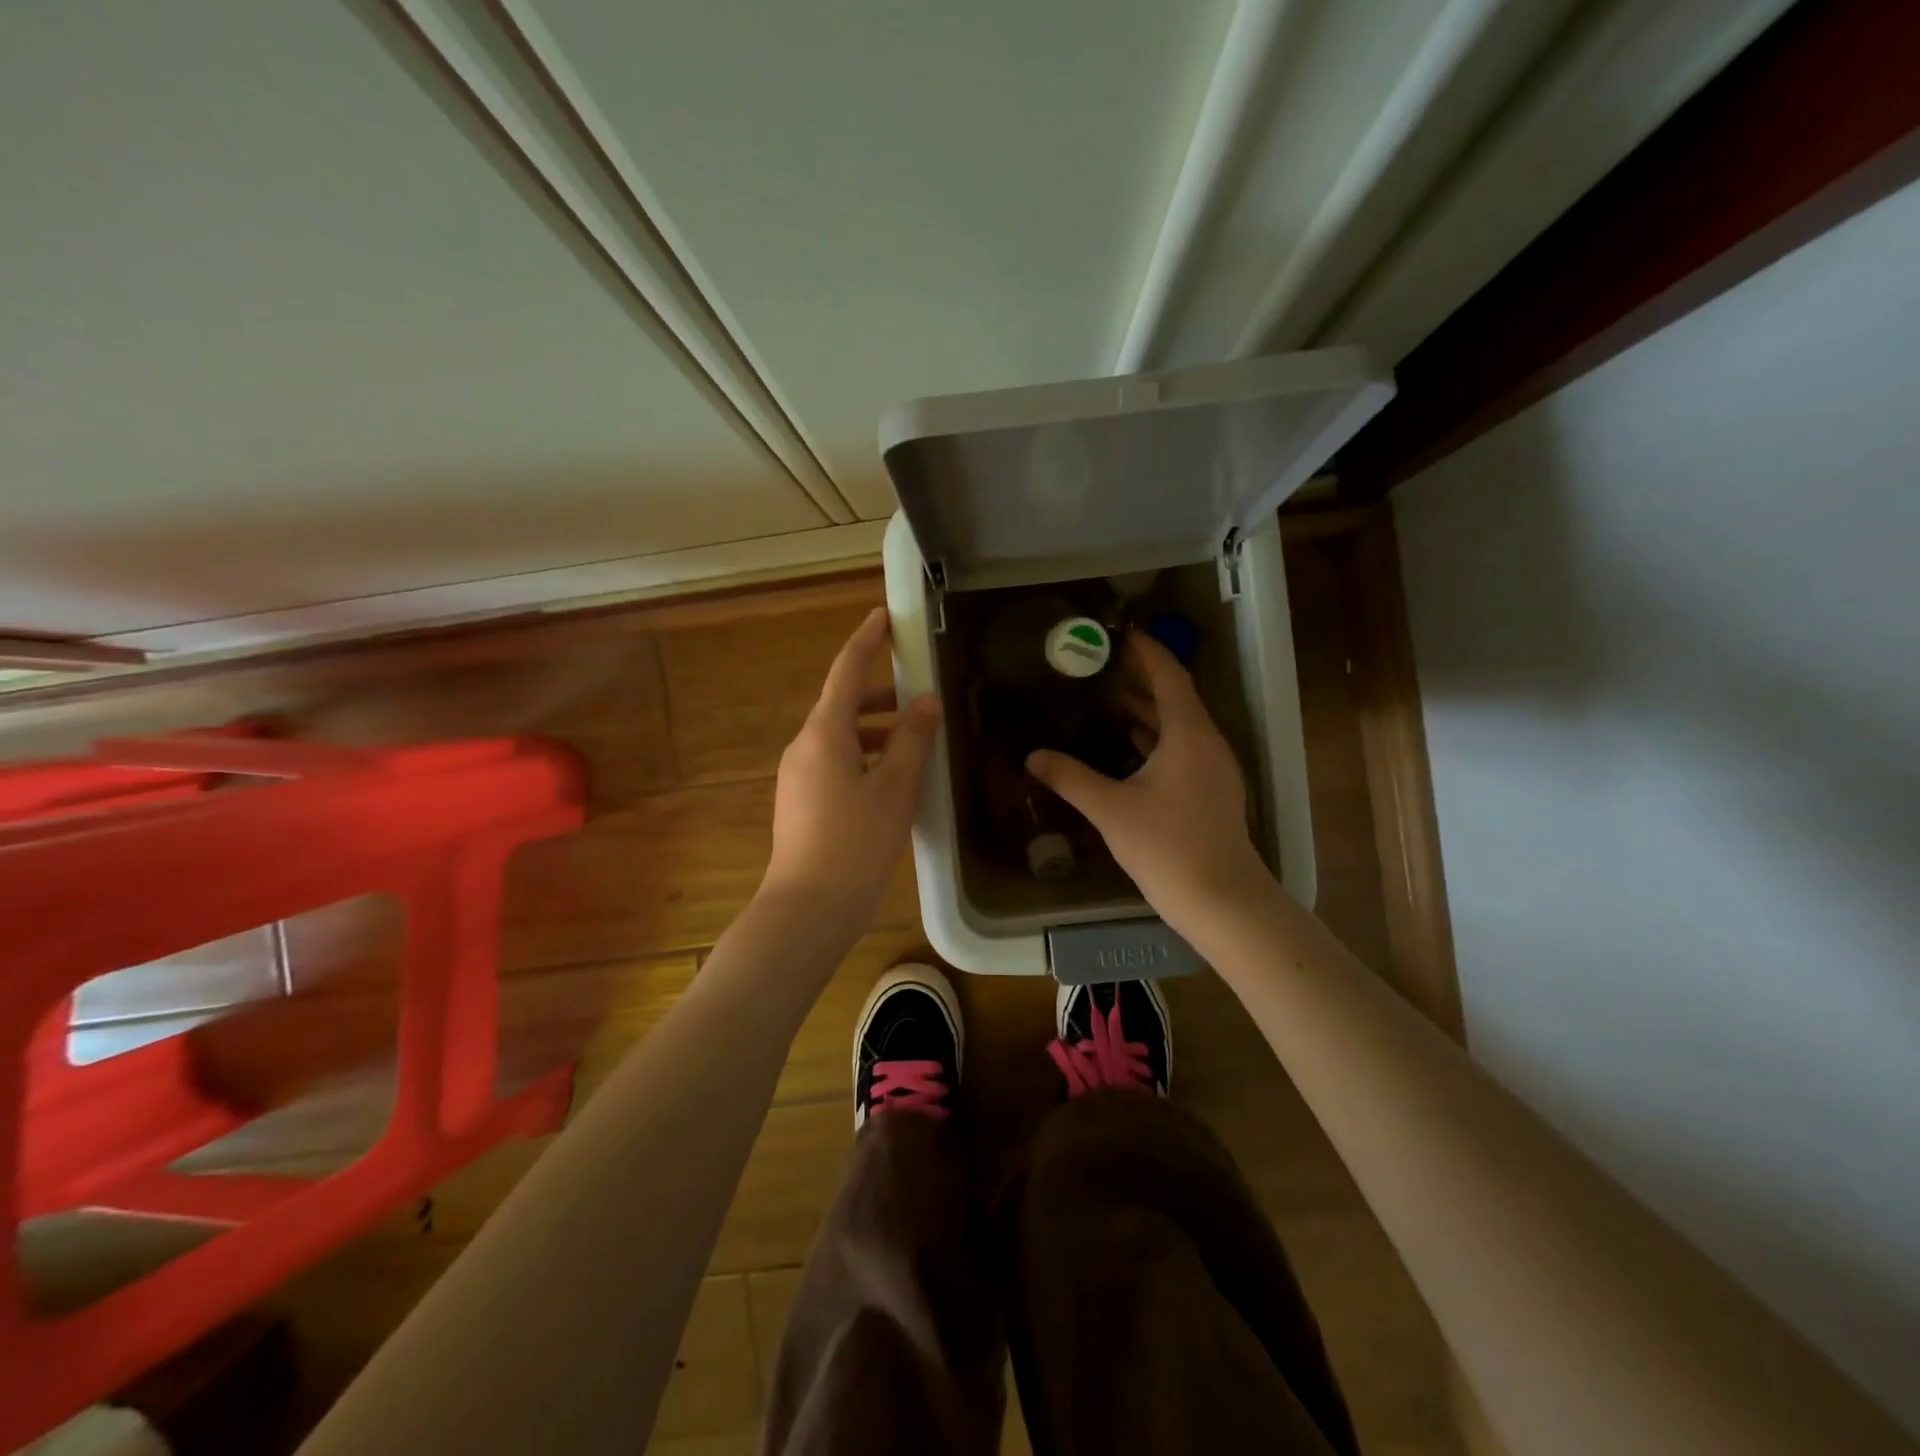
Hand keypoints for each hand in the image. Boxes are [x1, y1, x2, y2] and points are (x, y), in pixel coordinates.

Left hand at [761, 607, 940, 926]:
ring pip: (842, 737)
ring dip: (878, 730)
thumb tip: (926, 701)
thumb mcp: (894, 788)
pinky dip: (866, 757)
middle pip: (844, 704)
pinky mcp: (802, 802)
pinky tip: (895, 779)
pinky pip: (837, 763)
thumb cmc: (855, 843)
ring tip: (918, 741)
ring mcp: (799, 776)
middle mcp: (805, 746)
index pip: (847, 671)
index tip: (884, 617)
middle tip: (922, 692)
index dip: (867, 641)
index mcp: (824, 733)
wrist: (808, 909)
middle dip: (882, 694)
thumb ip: (911, 739)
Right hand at [1027, 632, 1269, 931]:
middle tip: (1101, 664)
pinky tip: (1128, 747)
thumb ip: (1070, 778)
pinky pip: (1182, 749)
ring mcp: (1214, 769)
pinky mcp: (1212, 792)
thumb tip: (1033, 756)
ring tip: (1107, 699)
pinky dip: (1155, 738)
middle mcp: (1207, 743)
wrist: (1222, 899)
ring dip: (1147, 710)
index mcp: (1189, 734)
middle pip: (1175, 697)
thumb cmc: (1167, 846)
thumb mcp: (1111, 809)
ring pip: (1179, 726)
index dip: (1146, 652)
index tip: (1120, 633)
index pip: (1169, 677)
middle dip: (1141, 679)